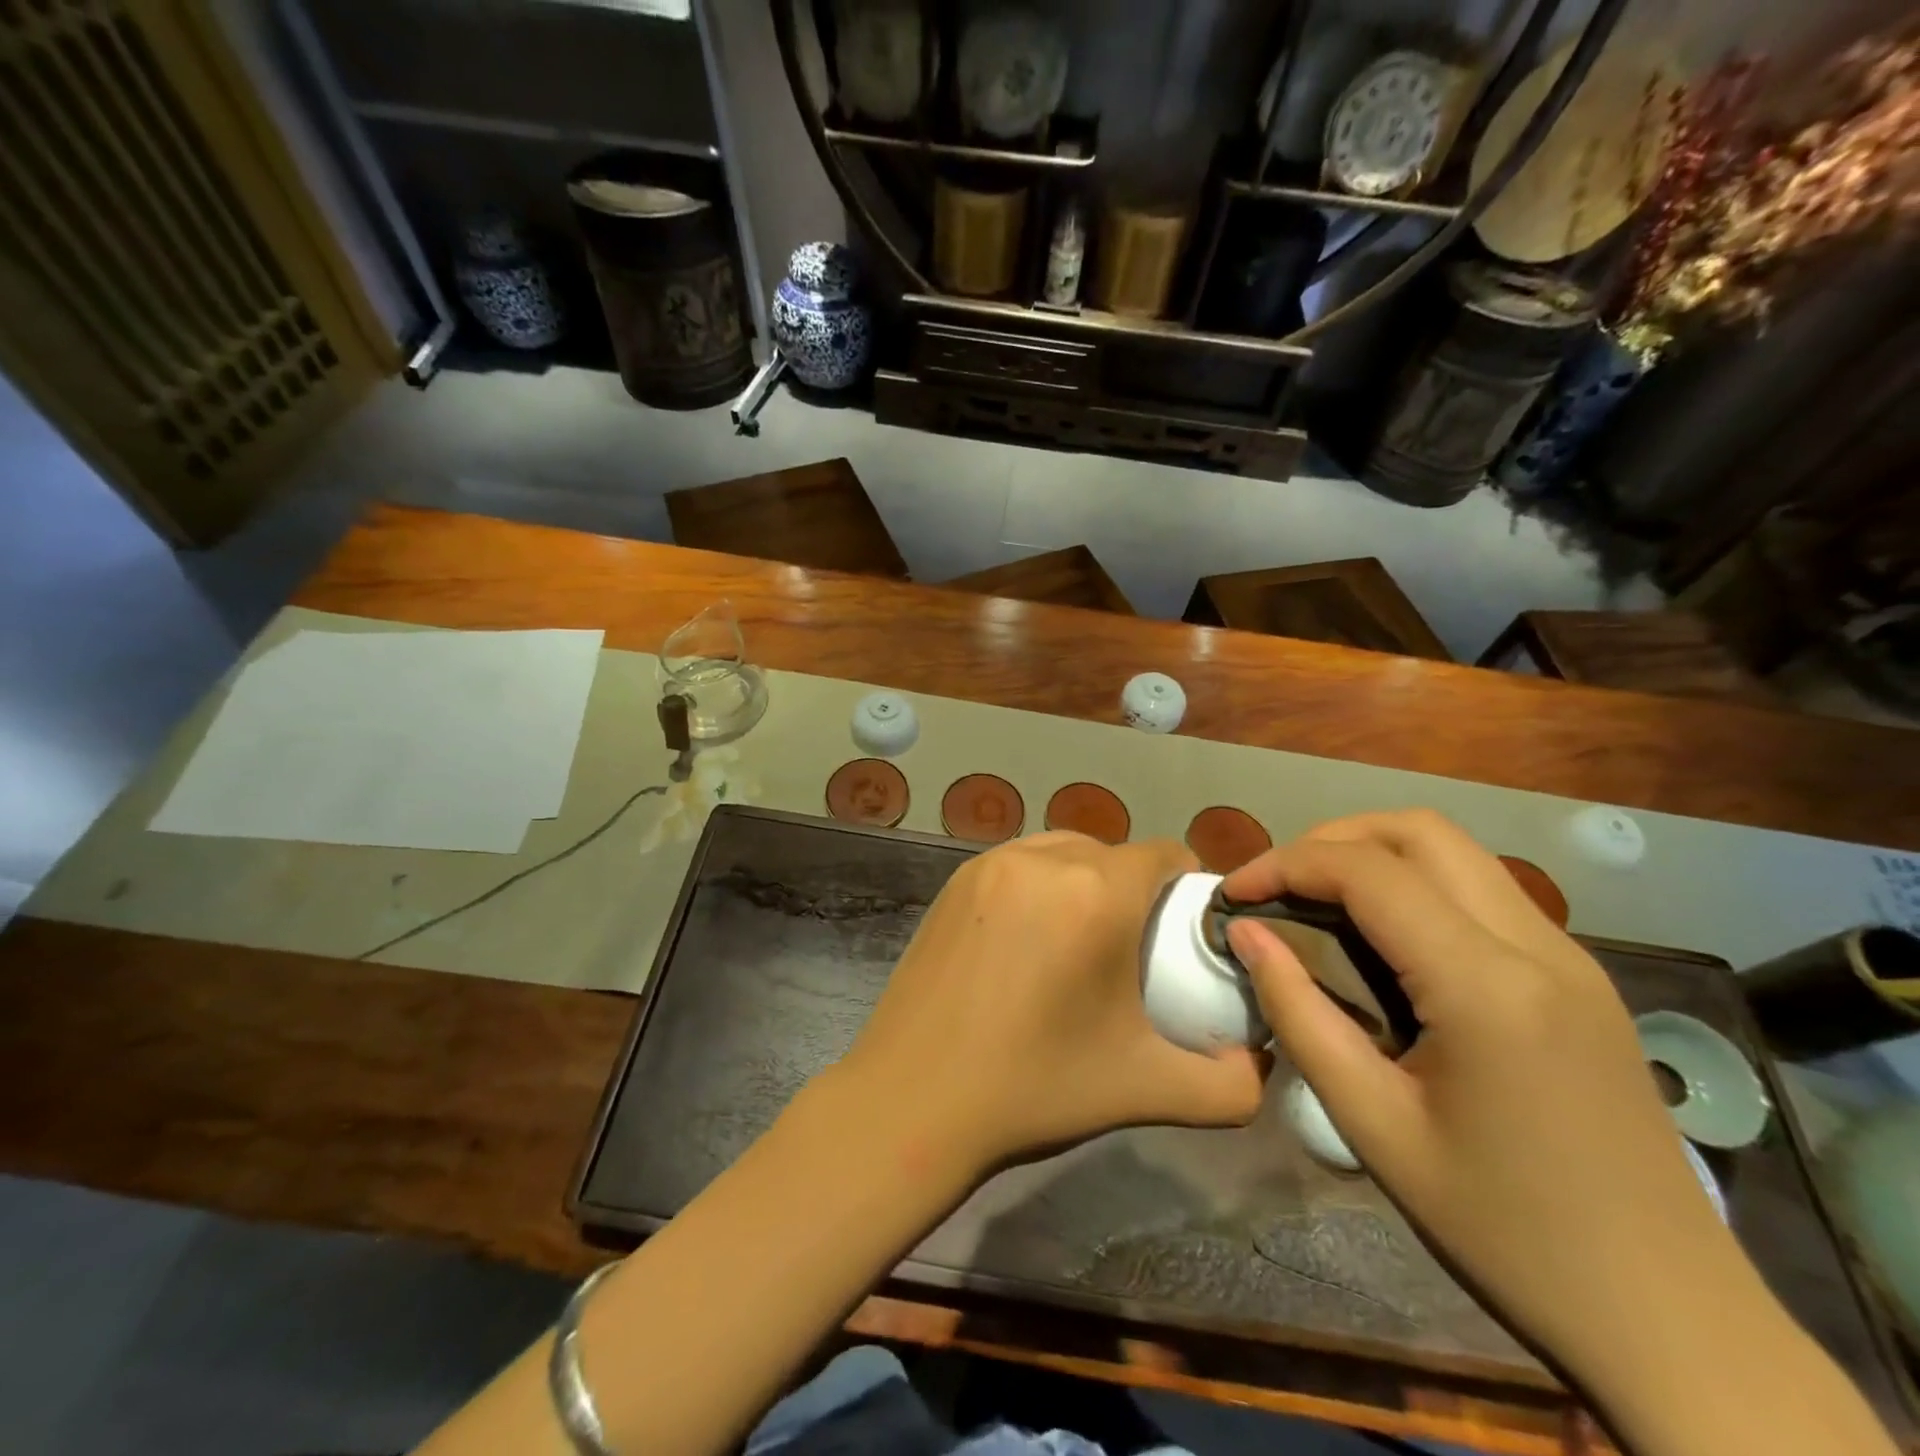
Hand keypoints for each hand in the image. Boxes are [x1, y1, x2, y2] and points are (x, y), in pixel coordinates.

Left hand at [834, 833, 1267, 1179]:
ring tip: (1080, 941)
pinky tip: (1028, 940)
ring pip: (1063, 851)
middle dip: (1135, 890)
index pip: (1165, 855)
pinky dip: (1038, 886)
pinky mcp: (954, 880)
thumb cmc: (1035, 1087)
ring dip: (1084, 881)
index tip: (1184, 933)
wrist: (914, 1099)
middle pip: (1113, 854)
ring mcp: (991, 864)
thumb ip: (1230, 1084)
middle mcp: (1045, 859)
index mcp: (1098, 894)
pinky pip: (1018, 864)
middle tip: (1133, 949)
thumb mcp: (1148, 1090)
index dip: (1186, 888)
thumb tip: (1260, 1062)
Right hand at [1219, 811, 1745, 1382]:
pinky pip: (1482, 890)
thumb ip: (1299, 1014)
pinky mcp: (1580, 976)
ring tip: (1317, 901)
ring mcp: (1569, 956)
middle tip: (1277, 887)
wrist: (1670, 1318)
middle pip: (1418, 830)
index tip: (1233, 895)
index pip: (1367, 872)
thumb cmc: (1503, 1230)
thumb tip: (1248, 936)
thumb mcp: (1373, 1126)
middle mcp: (1537, 946)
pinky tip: (1383, 939)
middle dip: (1330, 839)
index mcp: (1486, 986)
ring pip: (1455, 850)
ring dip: (1373, 854)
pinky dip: (1415, 883)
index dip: (1284, 864)